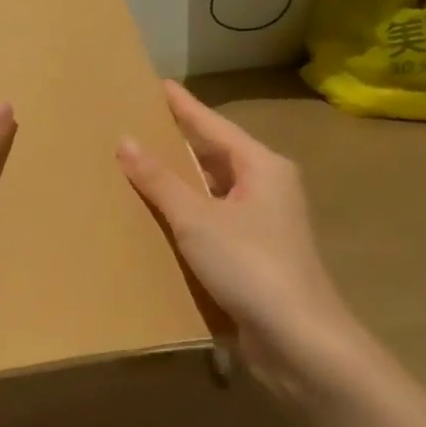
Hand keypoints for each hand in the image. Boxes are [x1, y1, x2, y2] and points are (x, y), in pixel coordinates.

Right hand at [117, 82, 362, 399]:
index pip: (213, 125)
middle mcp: (266, 188)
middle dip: (178, 141)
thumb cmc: (251, 265)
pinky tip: (158, 215)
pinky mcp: (254, 255)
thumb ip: (160, 180)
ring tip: (139, 164)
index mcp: (262, 167)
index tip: (158, 84)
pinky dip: (186, 213)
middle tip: (138, 122)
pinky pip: (213, 219)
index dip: (184, 106)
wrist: (300, 342)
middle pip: (215, 154)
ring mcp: (263, 223)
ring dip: (180, 180)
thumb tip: (125, 141)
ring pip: (213, 189)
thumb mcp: (197, 219)